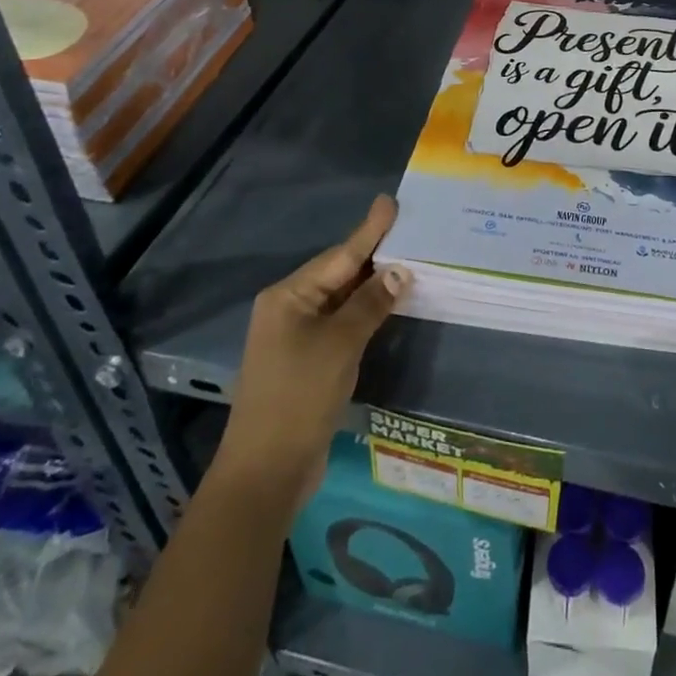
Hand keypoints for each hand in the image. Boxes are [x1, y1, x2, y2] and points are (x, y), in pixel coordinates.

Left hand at [216, 195, 410, 514]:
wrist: (265, 473)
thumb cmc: (299, 397)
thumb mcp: (340, 345)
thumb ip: (370, 304)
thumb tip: (399, 272)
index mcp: (288, 297)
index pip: (339, 256)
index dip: (369, 230)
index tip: (391, 202)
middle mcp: (289, 309)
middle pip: (339, 273)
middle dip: (374, 254)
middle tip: (409, 230)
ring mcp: (296, 336)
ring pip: (342, 299)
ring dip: (372, 284)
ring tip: (407, 260)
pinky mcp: (307, 361)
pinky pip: (341, 323)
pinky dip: (365, 312)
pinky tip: (388, 304)